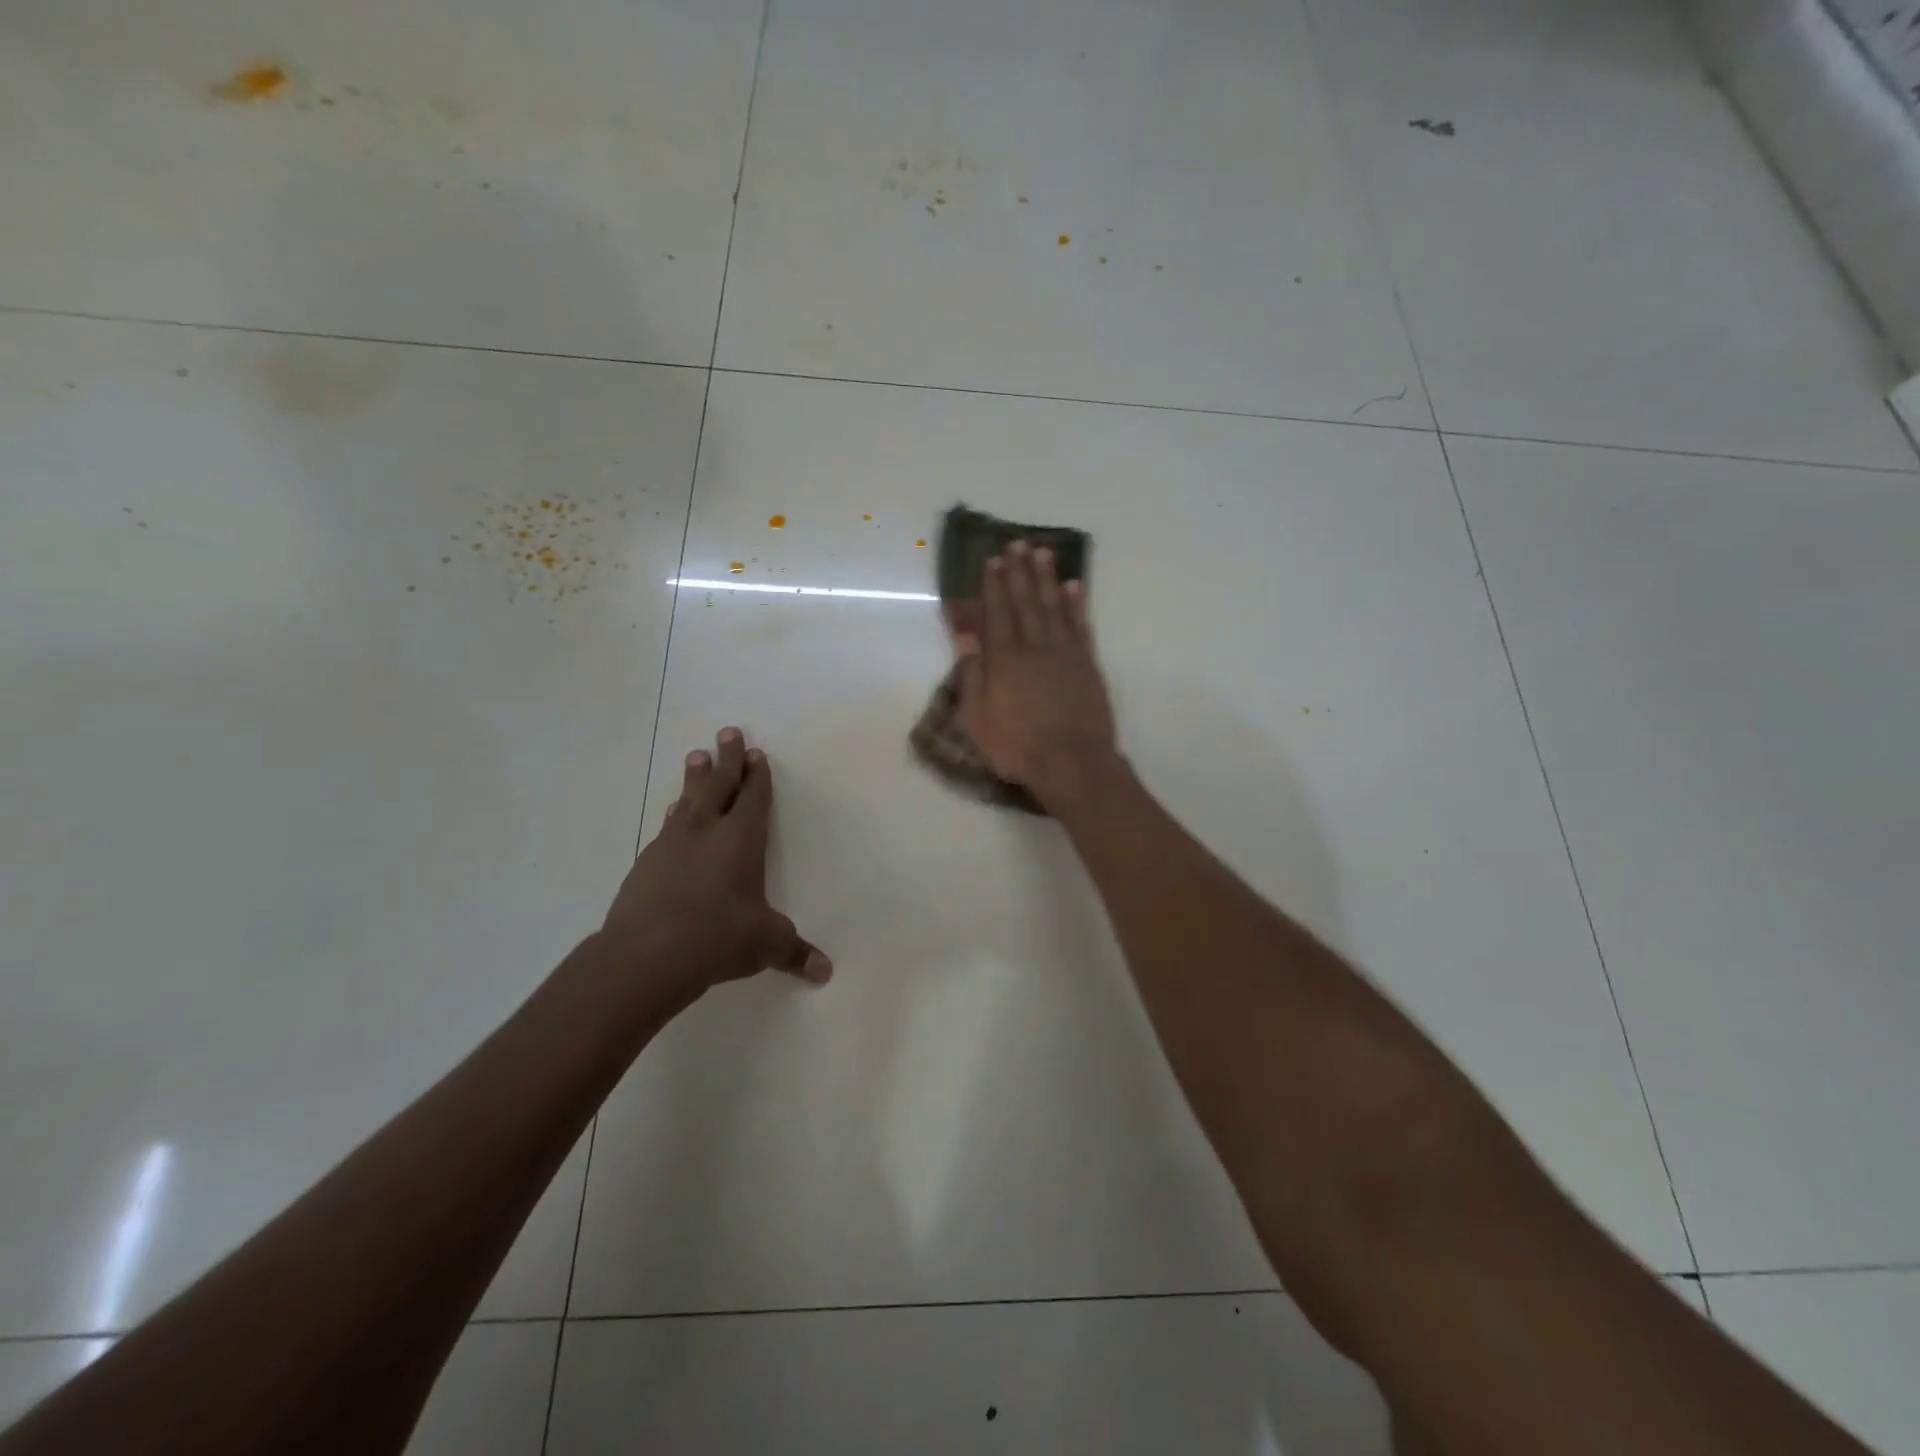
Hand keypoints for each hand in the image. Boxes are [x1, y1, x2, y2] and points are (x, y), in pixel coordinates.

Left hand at [598, 728, 830, 999]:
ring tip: (695, 756)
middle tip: (727, 732)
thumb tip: (825, 972)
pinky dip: (675, 815)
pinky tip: (672, 816)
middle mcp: (706, 831)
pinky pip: (666, 827)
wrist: (645, 955)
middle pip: (718, 784)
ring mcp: (671, 844)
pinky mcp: (645, 863)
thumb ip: (795, 951)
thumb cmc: (717, 938)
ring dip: (694, 778)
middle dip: (727, 759)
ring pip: (687, 800)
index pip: (753, 798)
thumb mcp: (764, 945)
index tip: (756, 753)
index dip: (757, 776)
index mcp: (741, 839)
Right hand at [955, 542, 1121, 810]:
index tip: (993, 560)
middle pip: (1026, 602)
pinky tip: (1074, 586)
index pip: (997, 613)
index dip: (994, 585)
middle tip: (1018, 543)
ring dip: (1047, 578)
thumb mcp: (977, 718)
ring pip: (1054, 606)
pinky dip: (1077, 604)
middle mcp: (1034, 647)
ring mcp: (1065, 653)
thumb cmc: (1017, 746)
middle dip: (1020, 572)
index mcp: (1004, 659)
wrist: (1073, 763)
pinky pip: (1081, 626)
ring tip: (1043, 552)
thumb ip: (972, 673)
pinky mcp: (1087, 665)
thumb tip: (965, 634)